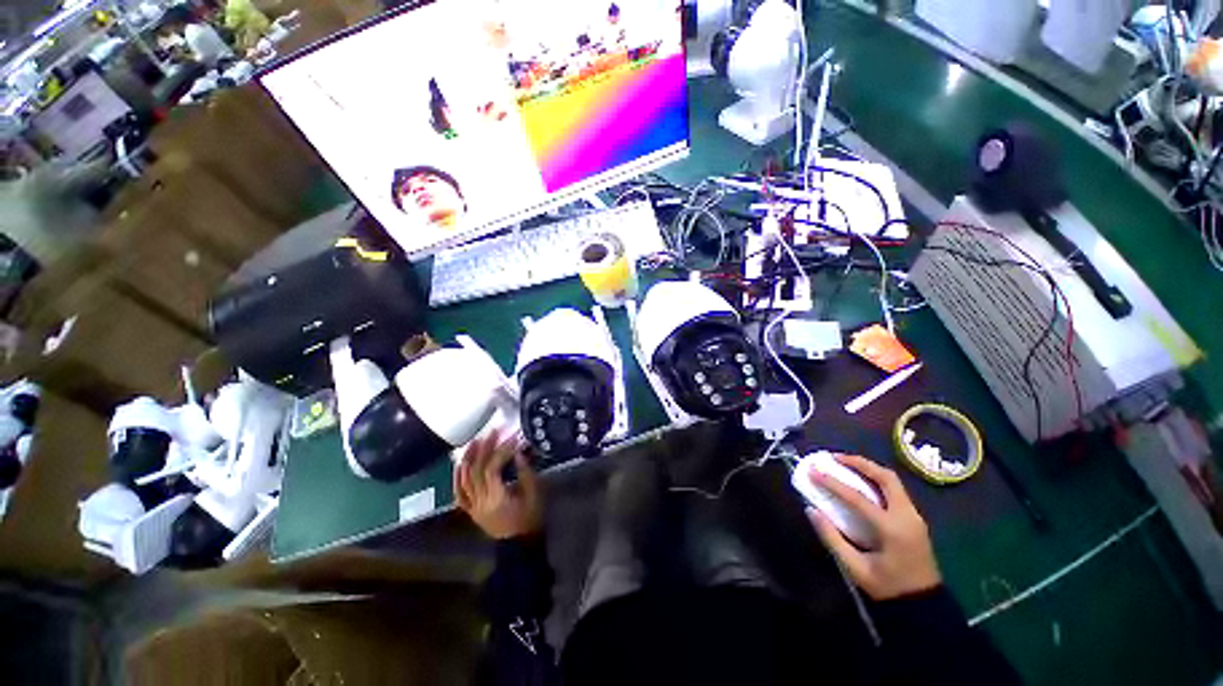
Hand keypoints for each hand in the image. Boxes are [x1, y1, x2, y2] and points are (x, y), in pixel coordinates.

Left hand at [454, 428, 542, 539]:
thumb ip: (525, 472)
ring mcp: (473, 507)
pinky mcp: (471, 510)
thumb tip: (519, 451)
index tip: (513, 438)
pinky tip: (460, 464)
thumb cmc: (530, 518)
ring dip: (469, 458)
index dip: (501, 451)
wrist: (520, 545)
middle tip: (494, 431)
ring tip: (476, 441)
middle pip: (476, 470)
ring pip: (464, 480)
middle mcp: (480, 502)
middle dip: (485, 448)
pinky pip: (459, 494)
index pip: (492, 469)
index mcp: (496, 499)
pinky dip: (457, 478)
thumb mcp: (533, 494)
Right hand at [806, 454, 941, 600]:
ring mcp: (914, 517)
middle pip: (886, 478)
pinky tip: (861, 483)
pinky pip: (895, 491)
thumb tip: (811, 510)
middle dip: (860, 463)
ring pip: (892, 482)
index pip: (858, 497)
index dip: (833, 482)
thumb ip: (832, 537)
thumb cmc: (888, 588)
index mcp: (892, 529)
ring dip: (869, 469)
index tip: (813, 470)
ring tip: (846, 464)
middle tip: (835, 458)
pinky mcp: (914, 520)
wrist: (923, 605)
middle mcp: (907, 516)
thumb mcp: (855, 568)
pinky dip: (876, 480)